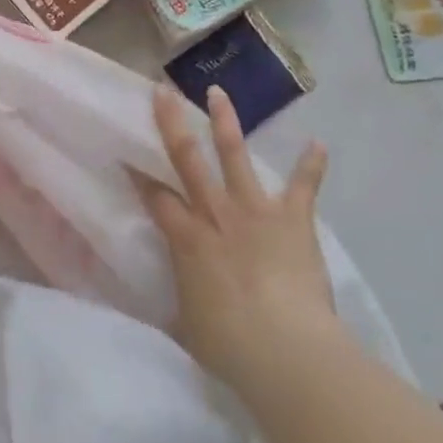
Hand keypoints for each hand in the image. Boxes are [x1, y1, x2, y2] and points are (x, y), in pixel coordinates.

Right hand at [136, 85, 337, 387]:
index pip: (154, 196)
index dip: (137, 173)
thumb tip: (161, 304)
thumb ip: (178, 303)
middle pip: (187, 159)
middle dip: (172, 123)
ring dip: (226, 123)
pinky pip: (303, 187)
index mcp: (186, 237)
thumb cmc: (230, 345)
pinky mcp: (292, 220)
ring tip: (218, 92)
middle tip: (163, 92)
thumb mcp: (188, 326)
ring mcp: (254, 211)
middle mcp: (215, 213)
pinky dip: (311, 166)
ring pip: (235, 156)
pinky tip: (318, 144)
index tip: (124, 149)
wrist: (286, 351)